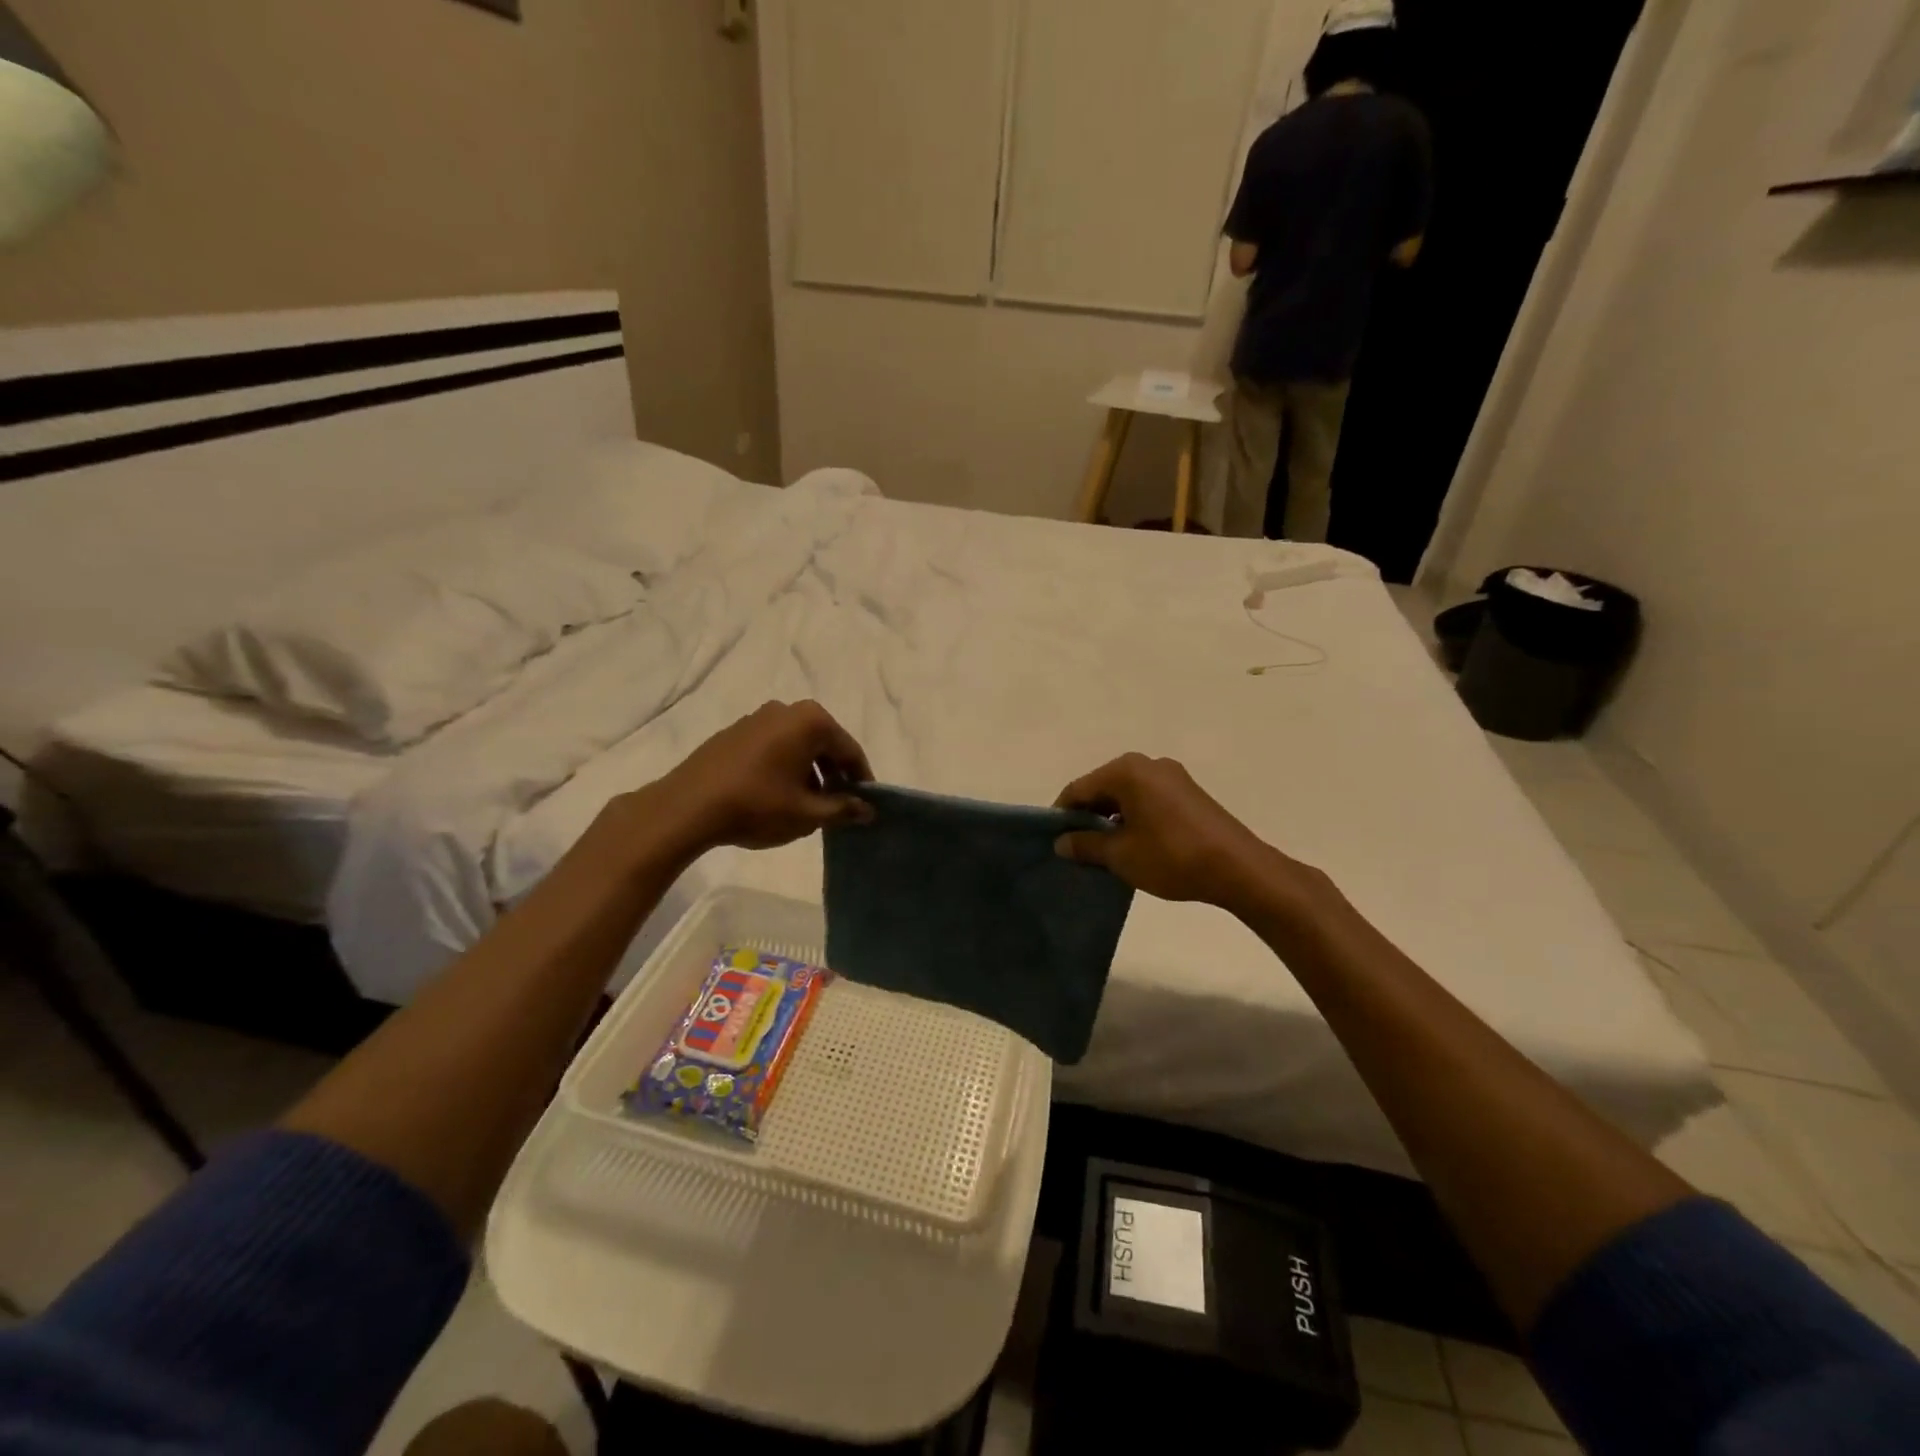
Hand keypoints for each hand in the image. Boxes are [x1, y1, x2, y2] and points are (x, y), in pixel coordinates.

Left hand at [647, 700, 873, 853]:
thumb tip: (867, 809)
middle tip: (838, 806)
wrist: (686, 807)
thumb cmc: (757, 805)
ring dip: (809, 772)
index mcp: (811, 721)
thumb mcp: (807, 814)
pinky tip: (777, 796)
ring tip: (807, 806)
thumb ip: (843, 809)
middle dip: (834, 775)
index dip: (861, 780)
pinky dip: (784, 767)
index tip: (866, 805)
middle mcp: (786, 710)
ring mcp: (757, 718)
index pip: (849, 750)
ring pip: (797, 745)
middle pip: (823, 743)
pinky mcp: (734, 732)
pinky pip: (773, 746)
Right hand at [1054, 753, 1296, 911]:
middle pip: (1102, 786)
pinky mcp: (1188, 792)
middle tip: (1077, 847)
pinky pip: (1147, 798)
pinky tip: (1133, 843)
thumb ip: (1085, 845)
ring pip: (1126, 793)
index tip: (1055, 840)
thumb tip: (1061, 842)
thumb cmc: (1171, 856)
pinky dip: (1133, 816)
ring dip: (1111, 817)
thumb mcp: (1120, 855)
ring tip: (1104, 849)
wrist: (1237, 868)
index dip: (1062, 814)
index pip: (1079, 788)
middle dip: (1087, 815)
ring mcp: (1171, 775)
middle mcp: (1148, 764)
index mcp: (1126, 771)